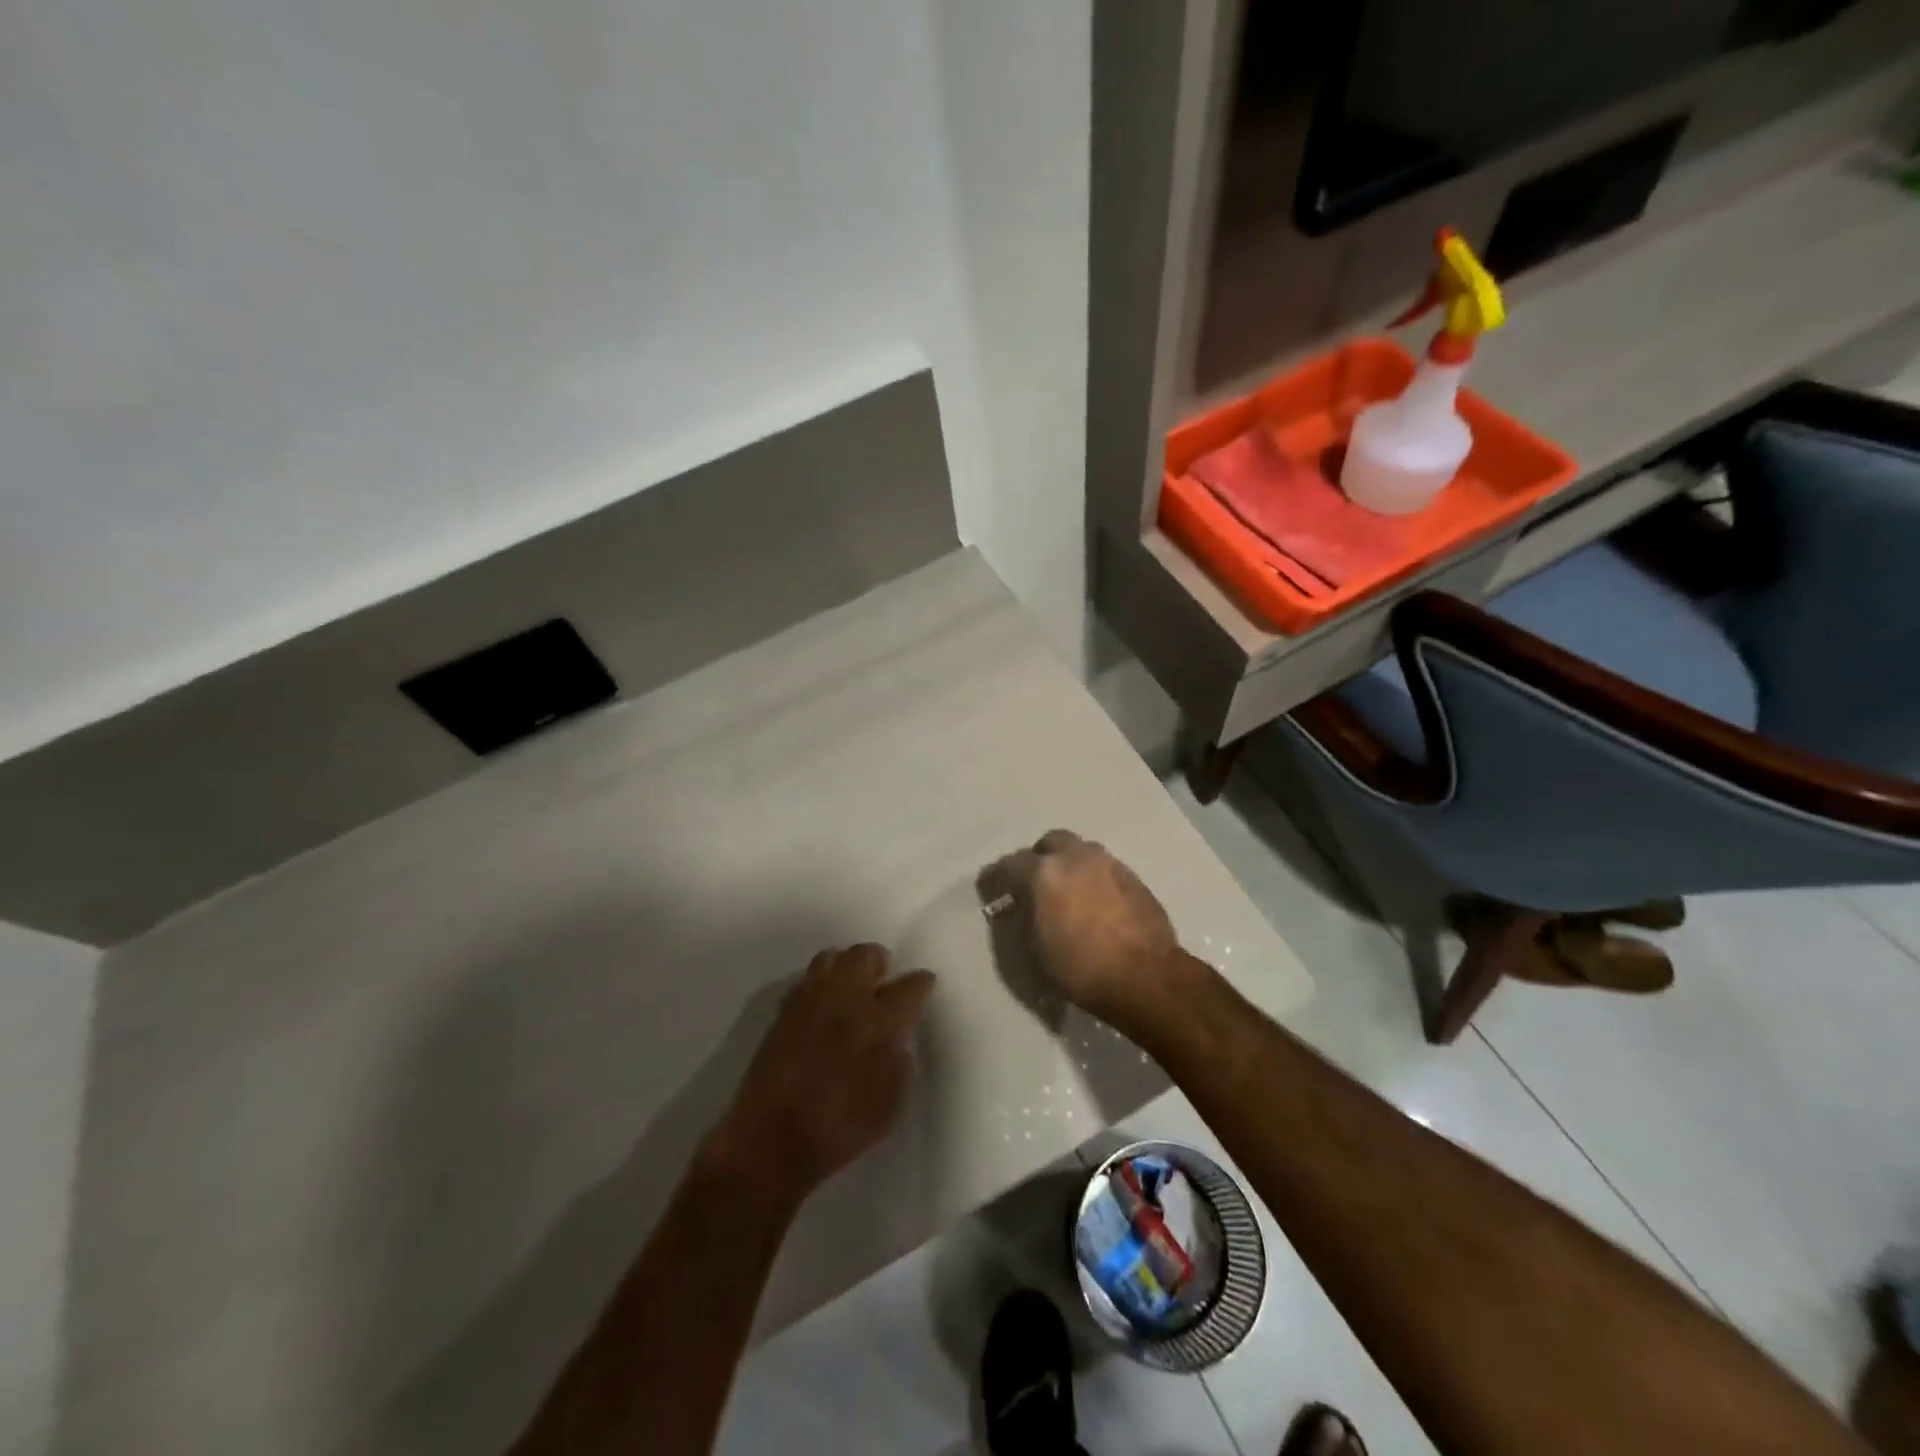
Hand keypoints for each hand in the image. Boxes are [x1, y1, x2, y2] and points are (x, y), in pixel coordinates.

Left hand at [709, 944, 934, 1201]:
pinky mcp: (784, 1010)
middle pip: (866, 955)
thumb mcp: (892, 1102)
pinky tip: (824, 1006)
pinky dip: (821, 984)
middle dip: (880, 964)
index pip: (911, 986)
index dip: (921, 984)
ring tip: (851, 989)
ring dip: (847, 967)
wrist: (771, 1141)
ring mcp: (811, 1000)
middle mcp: (846, 998)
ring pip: (833, 957)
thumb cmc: (841, 1128)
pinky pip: (808, 979)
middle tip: (883, 983)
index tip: (923, 987)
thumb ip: (901, 1058)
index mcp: (880, 1020)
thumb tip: (897, 1035)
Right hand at [1005, 830, 1183, 1025]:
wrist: (1145, 977)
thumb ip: (1023, 917)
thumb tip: (1020, 904)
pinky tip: (1096, 904)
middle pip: (1050, 842)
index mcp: (1044, 871)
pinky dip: (1093, 878)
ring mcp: (1109, 863)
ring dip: (1069, 865)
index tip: (992, 891)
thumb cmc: (1080, 967)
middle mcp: (1076, 857)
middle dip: (1038, 858)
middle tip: (1035, 884)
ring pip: (1081, 851)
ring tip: (1068, 893)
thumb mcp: (1035, 948)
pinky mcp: (1134, 876)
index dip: (997, 878)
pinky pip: (1104, 868)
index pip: (1010, 864)